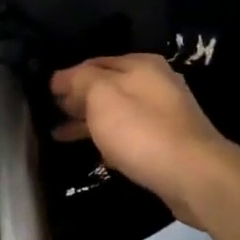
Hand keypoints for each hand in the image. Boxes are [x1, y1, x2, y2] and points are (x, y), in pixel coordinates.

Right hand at [50, 55, 239, 228]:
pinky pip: (130, 134)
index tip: (45, 91)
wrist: (195, 176)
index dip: (68, 77)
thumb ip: (80, 81)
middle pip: (108, 86)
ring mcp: (165, 114)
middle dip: (79, 98)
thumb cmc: (142, 131)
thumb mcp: (102, 96)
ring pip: (118, 112)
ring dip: (90, 121)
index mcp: (141, 65)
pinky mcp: (169, 143)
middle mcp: (156, 83)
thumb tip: (64, 77)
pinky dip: (109, 138)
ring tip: (60, 134)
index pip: (94, 63)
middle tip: (50, 112)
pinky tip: (95, 150)